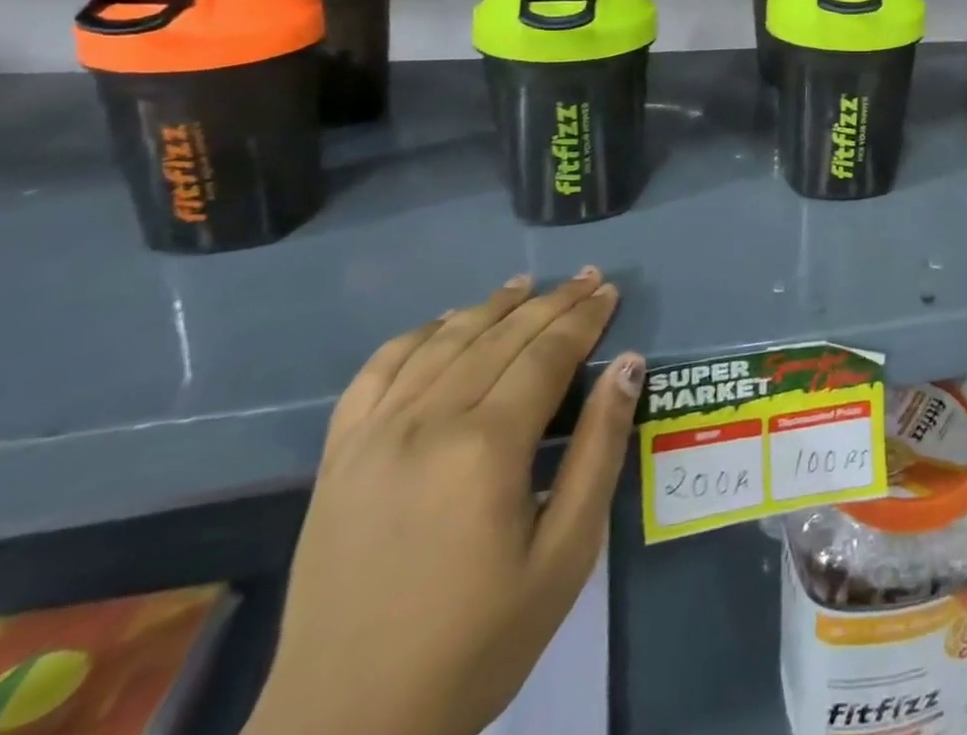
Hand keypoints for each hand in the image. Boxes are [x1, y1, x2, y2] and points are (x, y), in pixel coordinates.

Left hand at [245, 269, 643, 734]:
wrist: (347, 727)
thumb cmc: (477, 643)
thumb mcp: (565, 555)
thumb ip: (598, 450)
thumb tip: (628, 365)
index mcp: (487, 447)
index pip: (547, 354)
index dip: (583, 318)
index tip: (609, 291)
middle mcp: (429, 422)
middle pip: (501, 337)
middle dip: (551, 302)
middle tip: (585, 277)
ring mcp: (375, 435)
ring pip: (444, 342)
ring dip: (490, 307)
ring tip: (525, 284)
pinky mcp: (339, 456)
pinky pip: (378, 371)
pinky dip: (416, 336)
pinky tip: (443, 323)